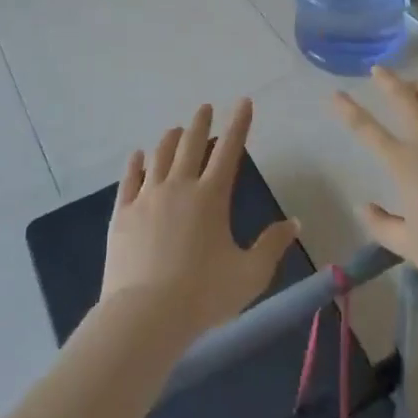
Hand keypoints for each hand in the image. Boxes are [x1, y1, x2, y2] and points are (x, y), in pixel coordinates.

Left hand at [102, 99, 299, 345]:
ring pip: (159, 156)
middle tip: (205, 107)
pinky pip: (129, 180)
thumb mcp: (250, 274)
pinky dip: (135, 164)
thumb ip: (272, 246)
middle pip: (191, 145)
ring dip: (170, 139)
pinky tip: (137, 155)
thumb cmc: (204, 295)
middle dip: (201, 123)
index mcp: (212, 197)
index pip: (229, 150)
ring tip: (175, 129)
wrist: (145, 315)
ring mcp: (147, 198)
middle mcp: (179, 187)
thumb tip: (294, 223)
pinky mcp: (122, 214)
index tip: (243, 102)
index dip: (239, 124)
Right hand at [333, 68, 417, 307]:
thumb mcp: (409, 247)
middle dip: (387, 81)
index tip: (336, 94)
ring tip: (415, 85)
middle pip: (404, 98)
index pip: (367, 130)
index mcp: (405, 165)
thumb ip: (381, 225)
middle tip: (379, 70)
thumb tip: (363, 206)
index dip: (348, 110)